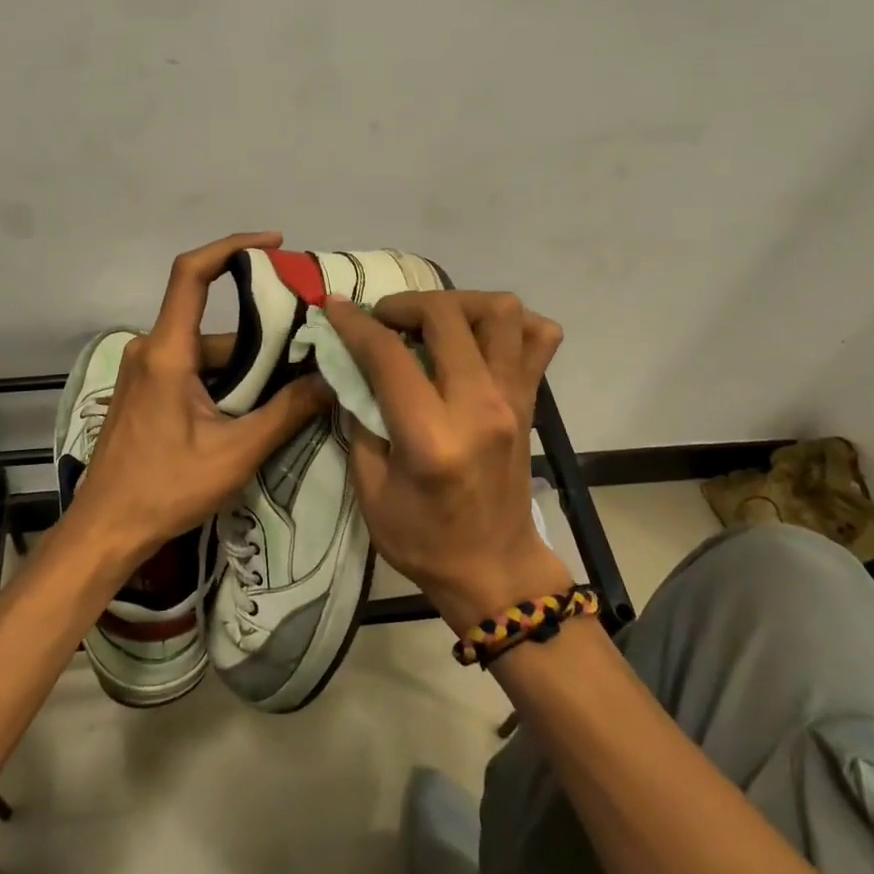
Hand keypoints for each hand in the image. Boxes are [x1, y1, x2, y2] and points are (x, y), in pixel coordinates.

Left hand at [68, 232, 331, 566]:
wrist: (105, 530)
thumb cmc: (165, 489)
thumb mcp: (235, 454)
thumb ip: (286, 412)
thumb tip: (331, 379)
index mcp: (167, 352)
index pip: (192, 274)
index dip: (231, 246)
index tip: (274, 244)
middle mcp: (151, 348)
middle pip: (214, 324)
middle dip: (261, 335)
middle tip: (308, 349)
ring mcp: (145, 369)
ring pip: (207, 350)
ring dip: (246, 366)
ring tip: (291, 388)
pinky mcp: (145, 389)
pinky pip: (193, 367)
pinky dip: (226, 379)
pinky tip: (254, 407)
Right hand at [324, 291, 570, 632]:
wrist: (495, 571)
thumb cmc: (423, 539)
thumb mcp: (370, 489)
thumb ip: (359, 419)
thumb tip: (351, 365)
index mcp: (431, 437)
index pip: (389, 354)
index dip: (354, 323)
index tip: (334, 308)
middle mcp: (479, 406)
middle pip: (445, 316)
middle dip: (404, 304)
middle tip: (383, 320)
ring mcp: (513, 398)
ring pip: (500, 311)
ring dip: (458, 302)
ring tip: (432, 321)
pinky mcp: (531, 400)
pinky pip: (539, 337)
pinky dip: (512, 323)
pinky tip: (479, 336)